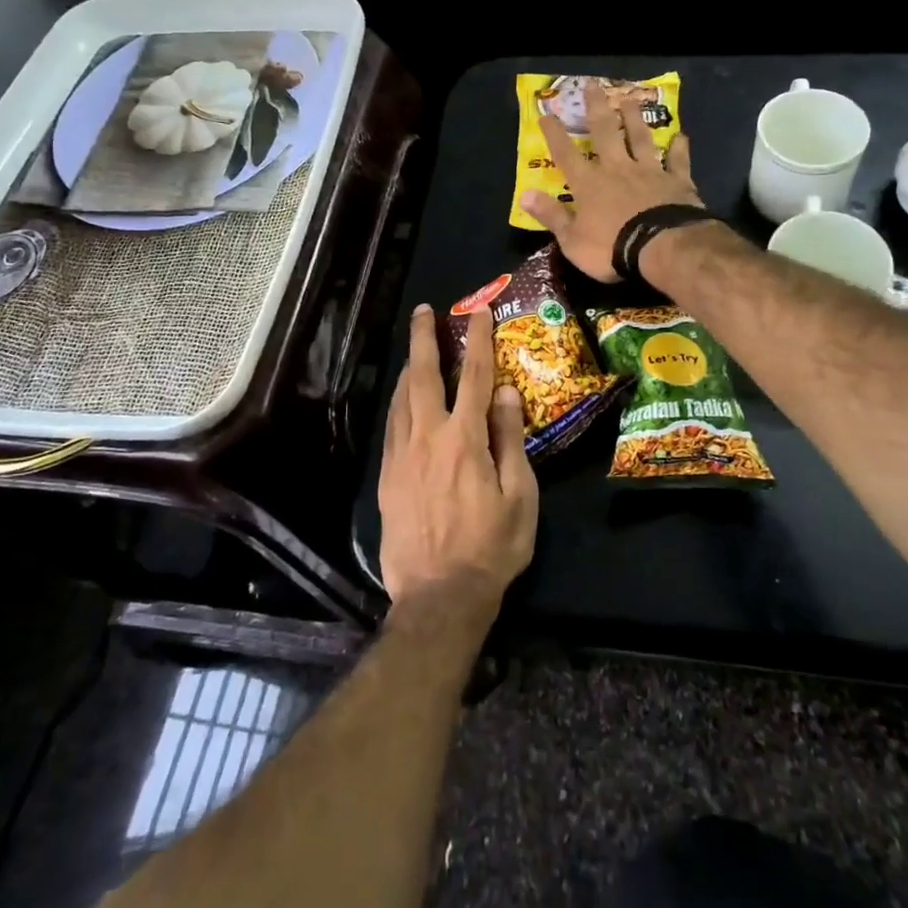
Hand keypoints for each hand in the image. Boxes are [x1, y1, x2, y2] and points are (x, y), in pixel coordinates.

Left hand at [378, 306, 537, 614]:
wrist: (439, 596)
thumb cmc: (491, 548)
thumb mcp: (519, 496)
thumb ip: (510, 440)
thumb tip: (505, 393)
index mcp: (465, 439)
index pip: (473, 376)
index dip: (477, 339)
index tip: (478, 311)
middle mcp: (428, 437)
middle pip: (424, 376)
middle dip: (425, 339)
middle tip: (425, 311)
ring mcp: (402, 456)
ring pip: (401, 398)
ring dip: (409, 367)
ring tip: (415, 347)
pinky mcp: (387, 477)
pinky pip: (391, 426)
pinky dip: (398, 402)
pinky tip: (402, 398)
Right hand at [520, 105, 701, 281]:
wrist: (662, 247)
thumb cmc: (611, 248)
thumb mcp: (571, 240)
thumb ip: (551, 215)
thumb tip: (524, 195)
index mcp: (589, 184)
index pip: (566, 155)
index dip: (555, 134)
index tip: (546, 114)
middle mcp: (617, 169)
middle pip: (605, 132)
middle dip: (597, 108)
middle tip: (593, 85)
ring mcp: (649, 172)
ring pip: (640, 138)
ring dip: (635, 118)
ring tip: (631, 99)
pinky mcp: (676, 181)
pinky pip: (677, 160)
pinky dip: (678, 148)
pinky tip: (681, 136)